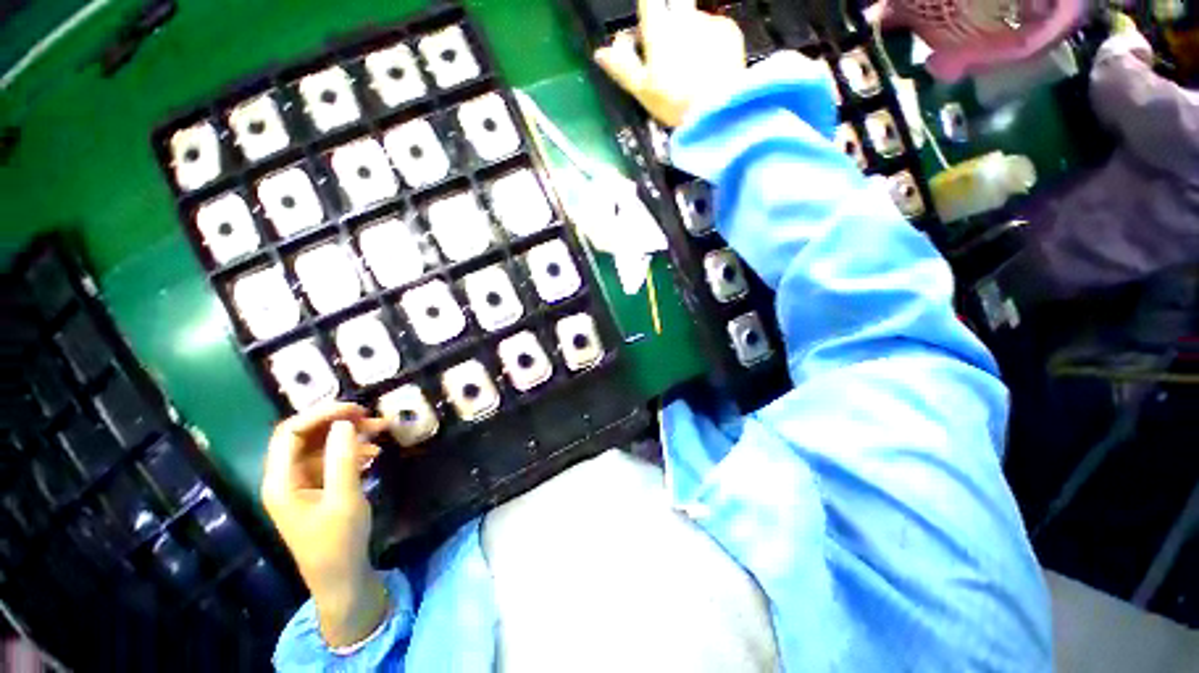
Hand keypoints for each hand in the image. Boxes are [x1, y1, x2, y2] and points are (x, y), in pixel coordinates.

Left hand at [261, 402, 390, 647]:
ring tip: (381, 431)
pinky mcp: (316, 491)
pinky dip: (351, 452)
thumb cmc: (338, 542)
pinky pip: (331, 461)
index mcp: (281, 481)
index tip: (356, 409)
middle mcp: (286, 478)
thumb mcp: (344, 499)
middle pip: (305, 437)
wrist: (341, 578)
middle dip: (338, 422)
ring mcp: (301, 485)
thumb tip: (345, 423)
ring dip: (349, 436)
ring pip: (321, 447)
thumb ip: (342, 459)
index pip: (290, 433)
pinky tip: (373, 455)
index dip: (321, 414)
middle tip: (372, 417)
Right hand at [595, 0, 745, 126]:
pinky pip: (714, 29)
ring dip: (689, 35)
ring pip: (693, 20)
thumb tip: (600, 53)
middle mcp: (683, 15)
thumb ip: (621, 68)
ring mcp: (708, 20)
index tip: (647, 25)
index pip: (648, 0)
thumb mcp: (642, 90)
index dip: (647, 7)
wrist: (718, 108)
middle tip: (668, 46)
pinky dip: (709, 43)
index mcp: (658, 28)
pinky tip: (709, 66)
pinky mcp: (729, 30)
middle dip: (669, 17)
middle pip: (673, 4)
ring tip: (691, 66)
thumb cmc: (674, 101)